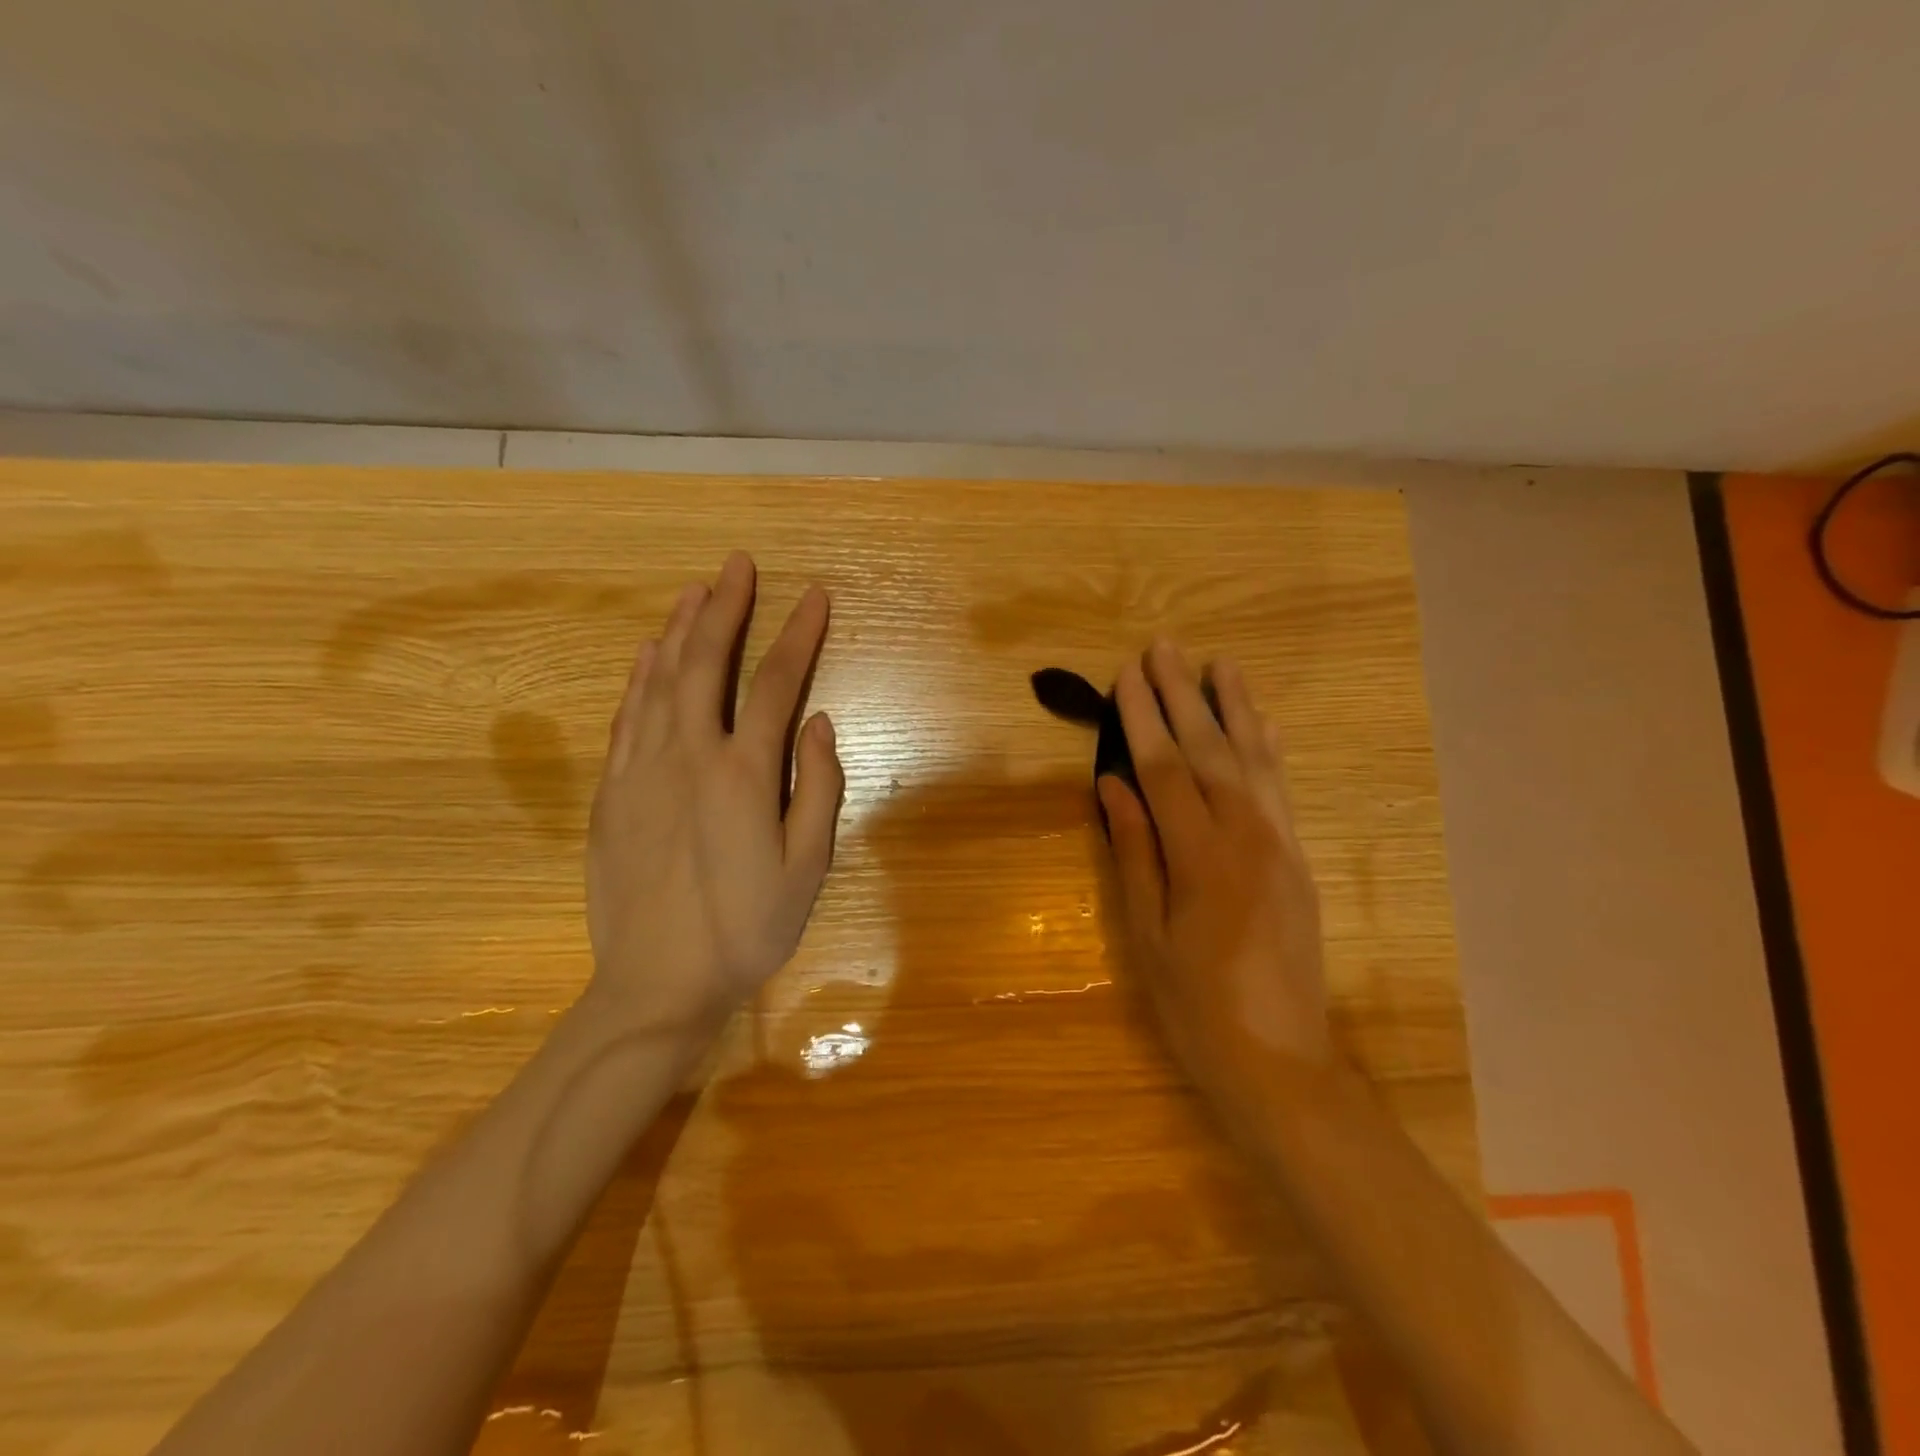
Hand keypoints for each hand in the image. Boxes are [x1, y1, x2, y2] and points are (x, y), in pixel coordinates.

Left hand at [585, 552, 843, 1033]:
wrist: (657, 982)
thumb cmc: (746, 929)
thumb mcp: (807, 868)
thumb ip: (818, 789)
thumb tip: (820, 723)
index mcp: (743, 773)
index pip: (775, 683)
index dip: (798, 633)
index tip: (814, 594)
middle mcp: (688, 756)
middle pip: (706, 662)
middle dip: (726, 608)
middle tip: (737, 564)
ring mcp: (642, 770)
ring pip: (659, 680)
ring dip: (678, 629)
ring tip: (693, 590)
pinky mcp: (612, 792)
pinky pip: (626, 717)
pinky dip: (639, 678)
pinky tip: (647, 655)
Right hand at [1099, 640, 1331, 1123]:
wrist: (1282, 1064)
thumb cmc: (1196, 1008)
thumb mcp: (1147, 936)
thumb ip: (1134, 852)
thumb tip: (1111, 784)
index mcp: (1203, 859)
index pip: (1166, 769)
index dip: (1142, 719)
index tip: (1126, 675)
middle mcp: (1249, 838)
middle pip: (1211, 751)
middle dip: (1183, 696)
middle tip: (1164, 647)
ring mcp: (1282, 846)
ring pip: (1255, 760)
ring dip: (1235, 708)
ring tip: (1219, 663)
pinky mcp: (1299, 860)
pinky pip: (1281, 789)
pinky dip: (1270, 748)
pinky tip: (1264, 722)